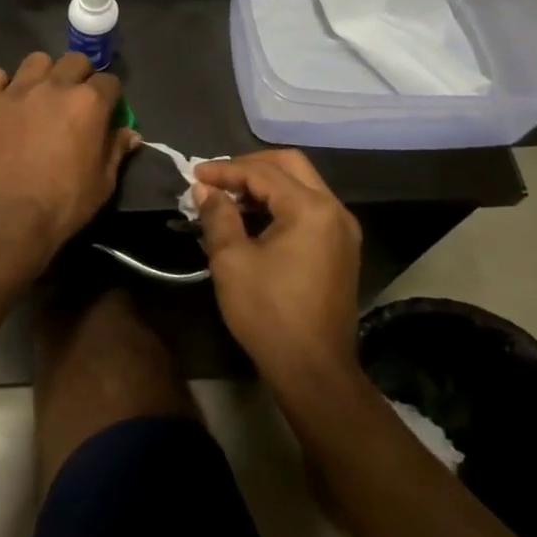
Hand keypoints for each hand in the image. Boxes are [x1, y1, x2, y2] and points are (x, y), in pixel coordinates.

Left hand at [0, 52, 139, 267]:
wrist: (6, 217)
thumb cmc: (63, 204)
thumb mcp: (103, 183)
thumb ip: (116, 150)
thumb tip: (129, 133)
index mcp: (89, 103)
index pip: (109, 82)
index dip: (110, 96)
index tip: (106, 111)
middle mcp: (54, 86)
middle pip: (74, 61)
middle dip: (79, 76)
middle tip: (73, 101)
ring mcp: (16, 90)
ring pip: (36, 61)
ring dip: (43, 74)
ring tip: (38, 97)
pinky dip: (1, 85)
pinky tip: (3, 102)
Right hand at [193, 150, 364, 383]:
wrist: (313, 370)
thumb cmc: (268, 312)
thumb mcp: (231, 260)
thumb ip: (218, 215)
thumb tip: (205, 189)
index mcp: (311, 209)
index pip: (262, 172)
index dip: (225, 170)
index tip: (194, 176)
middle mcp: (334, 211)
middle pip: (290, 166)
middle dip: (249, 166)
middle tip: (216, 178)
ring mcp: (342, 230)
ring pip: (301, 186)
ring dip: (264, 185)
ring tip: (228, 197)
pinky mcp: (340, 249)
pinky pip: (308, 209)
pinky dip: (279, 204)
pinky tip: (251, 219)